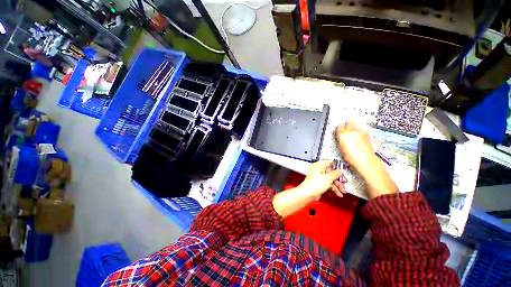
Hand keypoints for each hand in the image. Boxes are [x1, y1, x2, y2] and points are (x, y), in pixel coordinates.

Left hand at [298, 160, 346, 199]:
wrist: (308, 194)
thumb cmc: (316, 183)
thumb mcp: (328, 178)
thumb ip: (336, 173)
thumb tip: (341, 170)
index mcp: (318, 165)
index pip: (329, 163)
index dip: (337, 166)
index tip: (344, 170)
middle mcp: (319, 170)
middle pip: (331, 172)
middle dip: (339, 178)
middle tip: (345, 182)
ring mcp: (319, 178)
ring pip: (331, 179)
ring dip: (338, 185)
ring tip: (343, 191)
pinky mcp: (320, 184)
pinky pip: (329, 185)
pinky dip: (334, 189)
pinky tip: (339, 194)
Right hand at [336, 121, 397, 198]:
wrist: (367, 162)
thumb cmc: (353, 158)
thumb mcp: (341, 149)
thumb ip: (340, 140)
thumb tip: (340, 137)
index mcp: (344, 134)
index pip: (340, 126)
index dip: (338, 128)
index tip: (338, 130)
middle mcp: (354, 132)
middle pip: (349, 123)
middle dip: (347, 124)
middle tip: (345, 127)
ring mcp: (362, 133)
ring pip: (357, 125)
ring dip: (354, 126)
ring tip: (352, 131)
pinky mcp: (368, 136)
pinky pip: (363, 130)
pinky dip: (360, 131)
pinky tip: (359, 136)